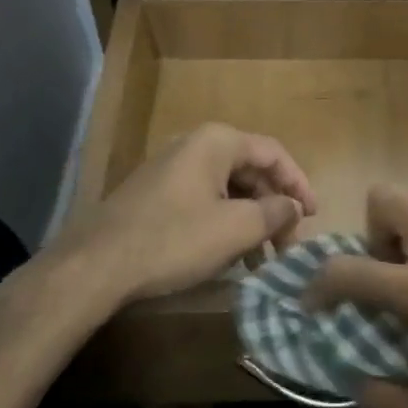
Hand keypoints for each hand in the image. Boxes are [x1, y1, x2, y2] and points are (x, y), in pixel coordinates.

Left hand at [53, 123, 316, 306]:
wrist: (95, 266)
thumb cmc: (174, 240)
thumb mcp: (235, 229)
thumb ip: (275, 213)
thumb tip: (293, 207)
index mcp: (217, 142)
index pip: (273, 153)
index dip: (299, 183)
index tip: (312, 216)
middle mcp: (194, 145)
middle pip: (250, 170)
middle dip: (273, 207)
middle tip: (286, 243)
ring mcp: (170, 168)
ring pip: (226, 188)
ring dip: (250, 219)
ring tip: (261, 258)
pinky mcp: (154, 194)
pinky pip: (203, 200)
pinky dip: (224, 222)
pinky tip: (228, 255)